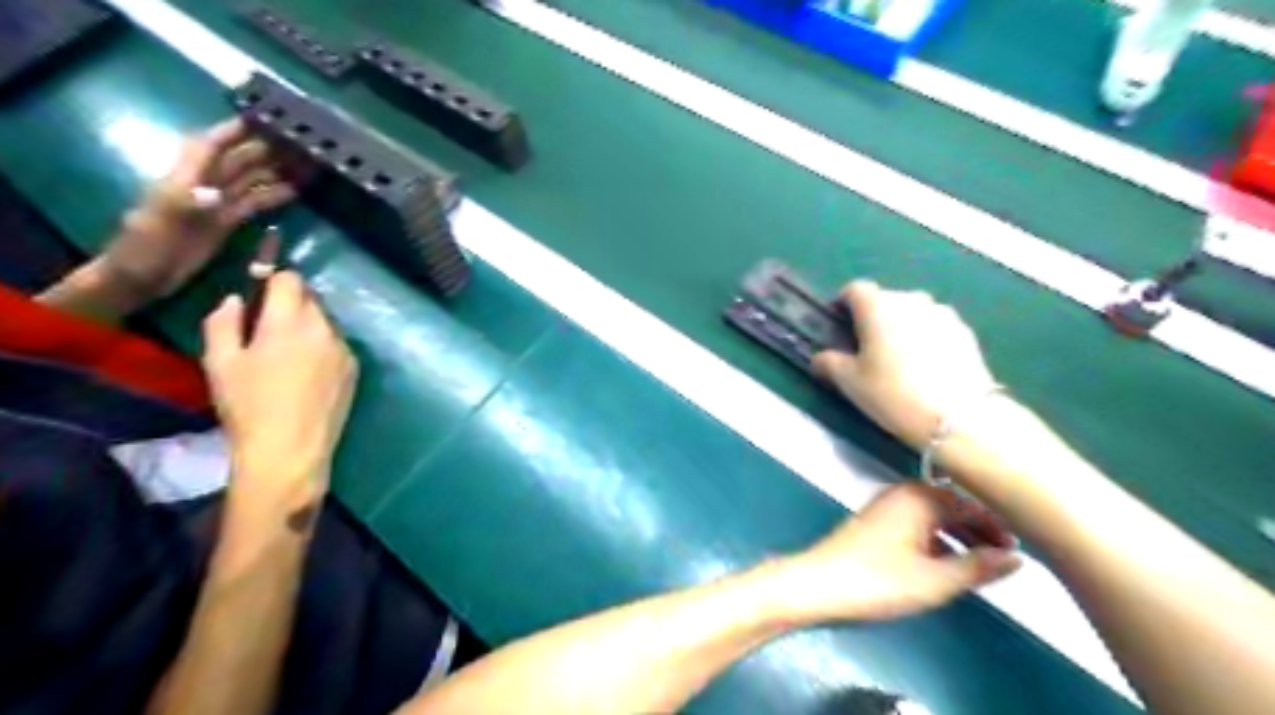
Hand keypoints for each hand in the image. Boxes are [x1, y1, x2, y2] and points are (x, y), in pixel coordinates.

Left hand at [96, 117, 297, 301]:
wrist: (141, 279)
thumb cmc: (144, 248)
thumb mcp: (160, 224)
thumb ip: (185, 205)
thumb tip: (214, 192)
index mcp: (184, 179)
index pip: (211, 146)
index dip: (234, 130)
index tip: (262, 117)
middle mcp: (203, 185)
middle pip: (238, 160)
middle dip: (265, 148)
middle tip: (299, 142)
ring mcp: (216, 204)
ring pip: (250, 179)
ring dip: (276, 170)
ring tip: (307, 164)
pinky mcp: (226, 222)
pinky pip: (254, 202)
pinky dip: (274, 195)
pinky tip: (296, 190)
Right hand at [201, 271, 355, 512]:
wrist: (291, 448)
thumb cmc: (248, 405)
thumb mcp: (219, 362)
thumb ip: (223, 322)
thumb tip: (237, 298)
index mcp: (290, 321)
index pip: (291, 279)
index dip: (274, 280)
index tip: (261, 295)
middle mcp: (324, 328)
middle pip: (311, 299)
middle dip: (291, 304)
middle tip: (269, 327)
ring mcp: (344, 349)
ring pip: (326, 322)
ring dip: (308, 326)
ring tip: (287, 354)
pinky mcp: (355, 368)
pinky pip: (337, 344)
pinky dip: (323, 346)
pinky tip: (307, 371)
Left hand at [771, 484, 1022, 623]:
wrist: (818, 584)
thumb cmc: (879, 580)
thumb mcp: (936, 580)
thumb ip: (979, 567)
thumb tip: (1017, 557)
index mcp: (920, 497)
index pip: (970, 502)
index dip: (996, 524)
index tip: (1018, 548)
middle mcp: (902, 493)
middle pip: (950, 504)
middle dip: (978, 528)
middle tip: (1002, 556)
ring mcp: (884, 506)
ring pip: (932, 514)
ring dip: (957, 534)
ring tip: (977, 563)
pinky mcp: (873, 522)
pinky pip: (915, 522)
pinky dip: (935, 538)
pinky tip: (941, 562)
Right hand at [811, 283, 1001, 448]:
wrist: (959, 418)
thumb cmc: (893, 394)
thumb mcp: (850, 383)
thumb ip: (829, 363)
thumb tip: (820, 357)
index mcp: (878, 306)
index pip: (854, 289)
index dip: (844, 305)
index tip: (840, 327)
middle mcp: (910, 300)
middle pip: (885, 299)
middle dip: (874, 317)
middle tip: (868, 349)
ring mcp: (942, 313)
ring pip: (913, 312)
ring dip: (902, 326)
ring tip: (899, 359)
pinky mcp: (965, 332)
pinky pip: (935, 327)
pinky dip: (926, 338)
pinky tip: (926, 367)